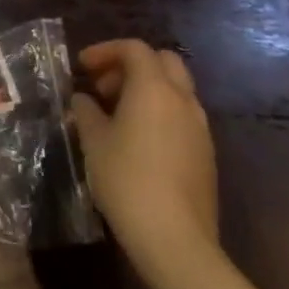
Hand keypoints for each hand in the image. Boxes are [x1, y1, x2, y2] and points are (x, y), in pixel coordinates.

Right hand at [72, 40, 219, 286]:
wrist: (176, 240)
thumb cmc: (127, 180)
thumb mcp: (94, 141)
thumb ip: (87, 111)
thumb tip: (84, 100)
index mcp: (154, 88)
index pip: (134, 48)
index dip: (105, 50)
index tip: (82, 67)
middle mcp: (183, 100)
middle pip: (163, 61)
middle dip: (132, 65)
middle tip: (104, 86)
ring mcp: (200, 128)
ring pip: (176, 89)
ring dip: (147, 90)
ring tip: (116, 114)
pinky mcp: (206, 154)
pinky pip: (182, 116)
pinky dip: (160, 113)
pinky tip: (138, 140)